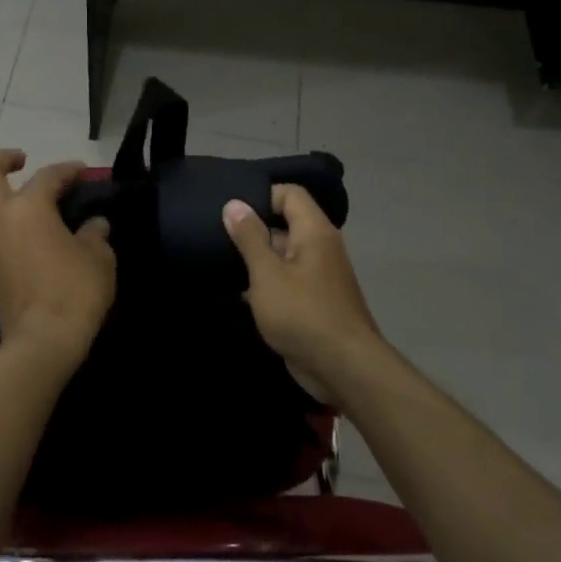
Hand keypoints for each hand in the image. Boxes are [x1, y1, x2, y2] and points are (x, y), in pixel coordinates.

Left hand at [0, 151, 116, 368]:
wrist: (42, 340)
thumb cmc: (74, 290)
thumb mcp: (98, 257)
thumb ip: (95, 234)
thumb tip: (94, 225)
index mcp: (29, 207)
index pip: (48, 175)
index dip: (68, 169)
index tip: (83, 171)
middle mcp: (3, 218)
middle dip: (2, 160)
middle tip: (22, 159)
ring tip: (21, 198)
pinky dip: (3, 221)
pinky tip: (27, 230)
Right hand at [224, 185, 385, 402]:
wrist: (343, 367)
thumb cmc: (302, 313)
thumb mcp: (267, 273)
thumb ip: (249, 237)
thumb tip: (234, 204)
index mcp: (314, 231)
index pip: (290, 194)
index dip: (261, 196)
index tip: (232, 212)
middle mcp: (320, 247)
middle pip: (285, 223)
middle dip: (253, 229)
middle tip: (217, 236)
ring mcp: (319, 276)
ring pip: (283, 254)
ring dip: (257, 259)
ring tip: (221, 262)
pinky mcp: (314, 301)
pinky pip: (287, 280)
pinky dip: (266, 283)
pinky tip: (238, 292)